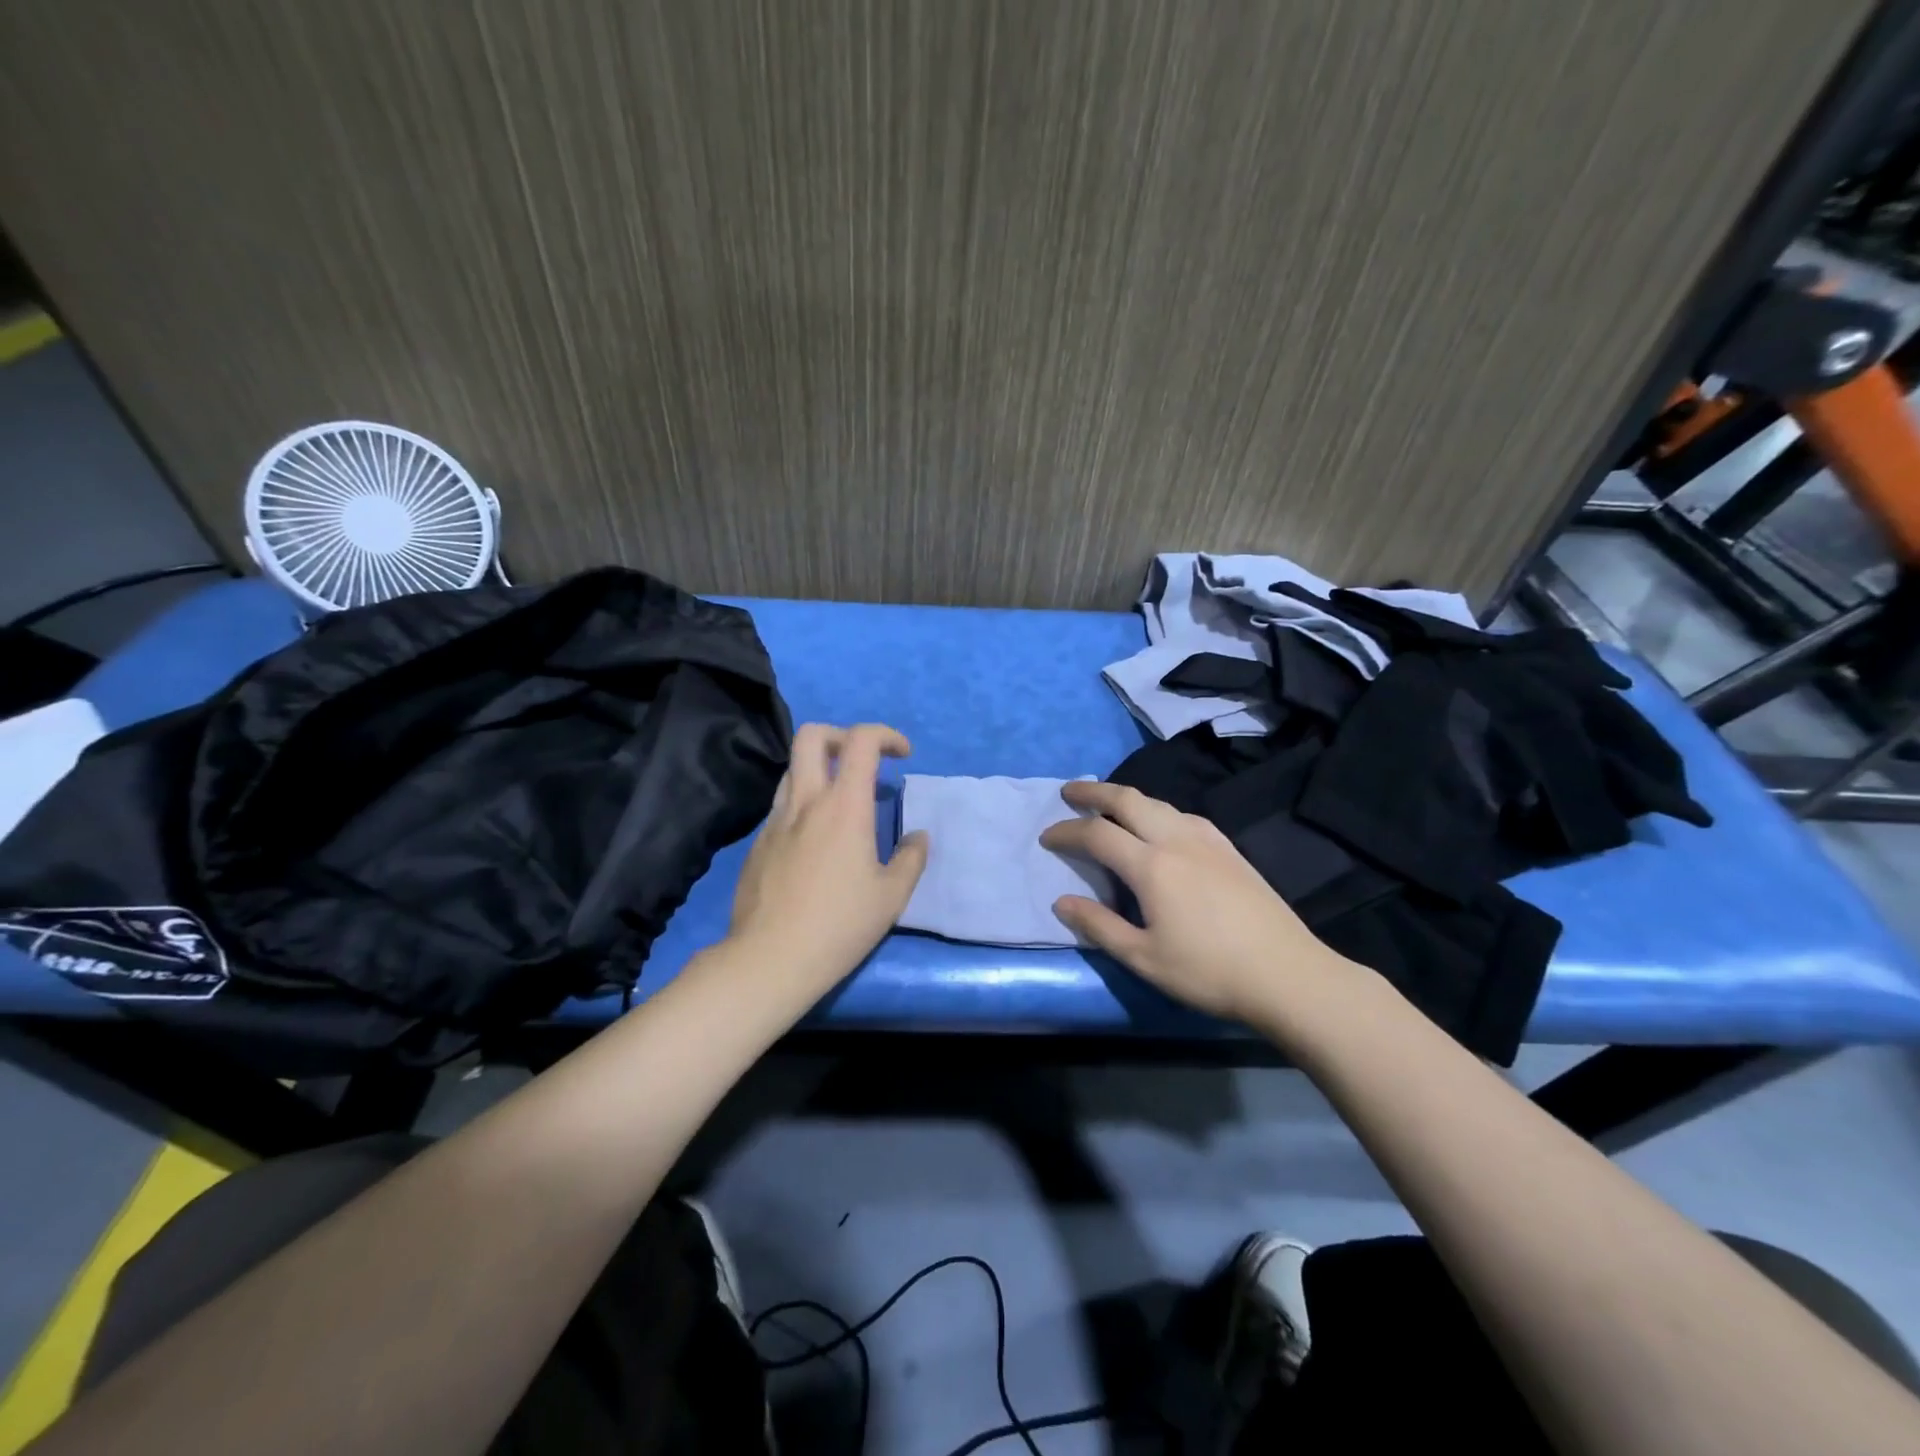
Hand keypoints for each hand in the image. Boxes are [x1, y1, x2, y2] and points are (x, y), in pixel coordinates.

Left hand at [727, 722, 928, 989]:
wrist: (770, 959)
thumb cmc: (840, 925)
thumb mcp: (892, 897)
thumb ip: (911, 859)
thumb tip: (918, 837)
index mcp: (844, 806)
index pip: (861, 741)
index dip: (886, 735)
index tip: (902, 755)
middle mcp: (806, 801)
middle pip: (812, 735)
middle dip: (842, 735)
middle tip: (863, 762)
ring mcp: (775, 820)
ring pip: (792, 769)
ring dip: (819, 769)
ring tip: (841, 802)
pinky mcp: (758, 843)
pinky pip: (782, 806)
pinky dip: (803, 805)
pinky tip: (815, 843)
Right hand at [1040, 780, 1351, 1024]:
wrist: (1288, 975)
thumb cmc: (1209, 972)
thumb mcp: (1144, 958)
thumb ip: (1099, 926)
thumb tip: (1061, 902)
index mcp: (1152, 866)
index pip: (1097, 834)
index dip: (1067, 832)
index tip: (1047, 838)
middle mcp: (1177, 840)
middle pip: (1128, 799)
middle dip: (1094, 792)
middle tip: (1069, 792)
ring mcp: (1208, 840)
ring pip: (1159, 803)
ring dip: (1127, 798)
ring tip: (1109, 806)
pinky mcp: (1230, 849)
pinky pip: (1184, 815)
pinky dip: (1158, 810)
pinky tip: (1161, 826)